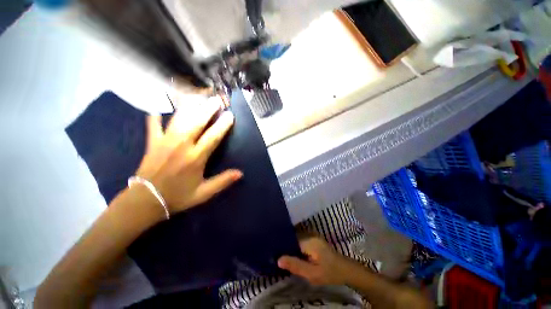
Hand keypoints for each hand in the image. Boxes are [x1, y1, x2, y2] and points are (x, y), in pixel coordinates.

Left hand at [135, 96, 242, 214]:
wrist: (146, 200)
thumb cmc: (178, 196)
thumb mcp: (204, 193)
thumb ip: (223, 181)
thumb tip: (240, 173)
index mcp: (196, 157)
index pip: (213, 137)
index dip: (223, 125)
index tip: (230, 115)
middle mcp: (182, 145)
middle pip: (197, 122)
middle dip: (208, 109)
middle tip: (216, 100)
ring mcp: (165, 141)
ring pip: (179, 118)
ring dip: (190, 106)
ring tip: (198, 97)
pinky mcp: (153, 141)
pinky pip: (154, 123)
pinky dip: (157, 113)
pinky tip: (160, 104)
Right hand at [278, 237, 351, 284]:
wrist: (345, 270)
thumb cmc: (329, 273)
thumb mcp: (312, 274)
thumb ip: (295, 266)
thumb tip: (278, 259)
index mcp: (309, 241)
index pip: (290, 239)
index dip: (282, 246)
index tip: (274, 252)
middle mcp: (310, 235)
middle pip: (293, 238)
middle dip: (285, 246)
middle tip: (277, 256)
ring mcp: (313, 236)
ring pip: (296, 239)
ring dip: (291, 247)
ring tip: (283, 255)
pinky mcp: (314, 239)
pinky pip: (301, 241)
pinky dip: (296, 247)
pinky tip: (294, 255)